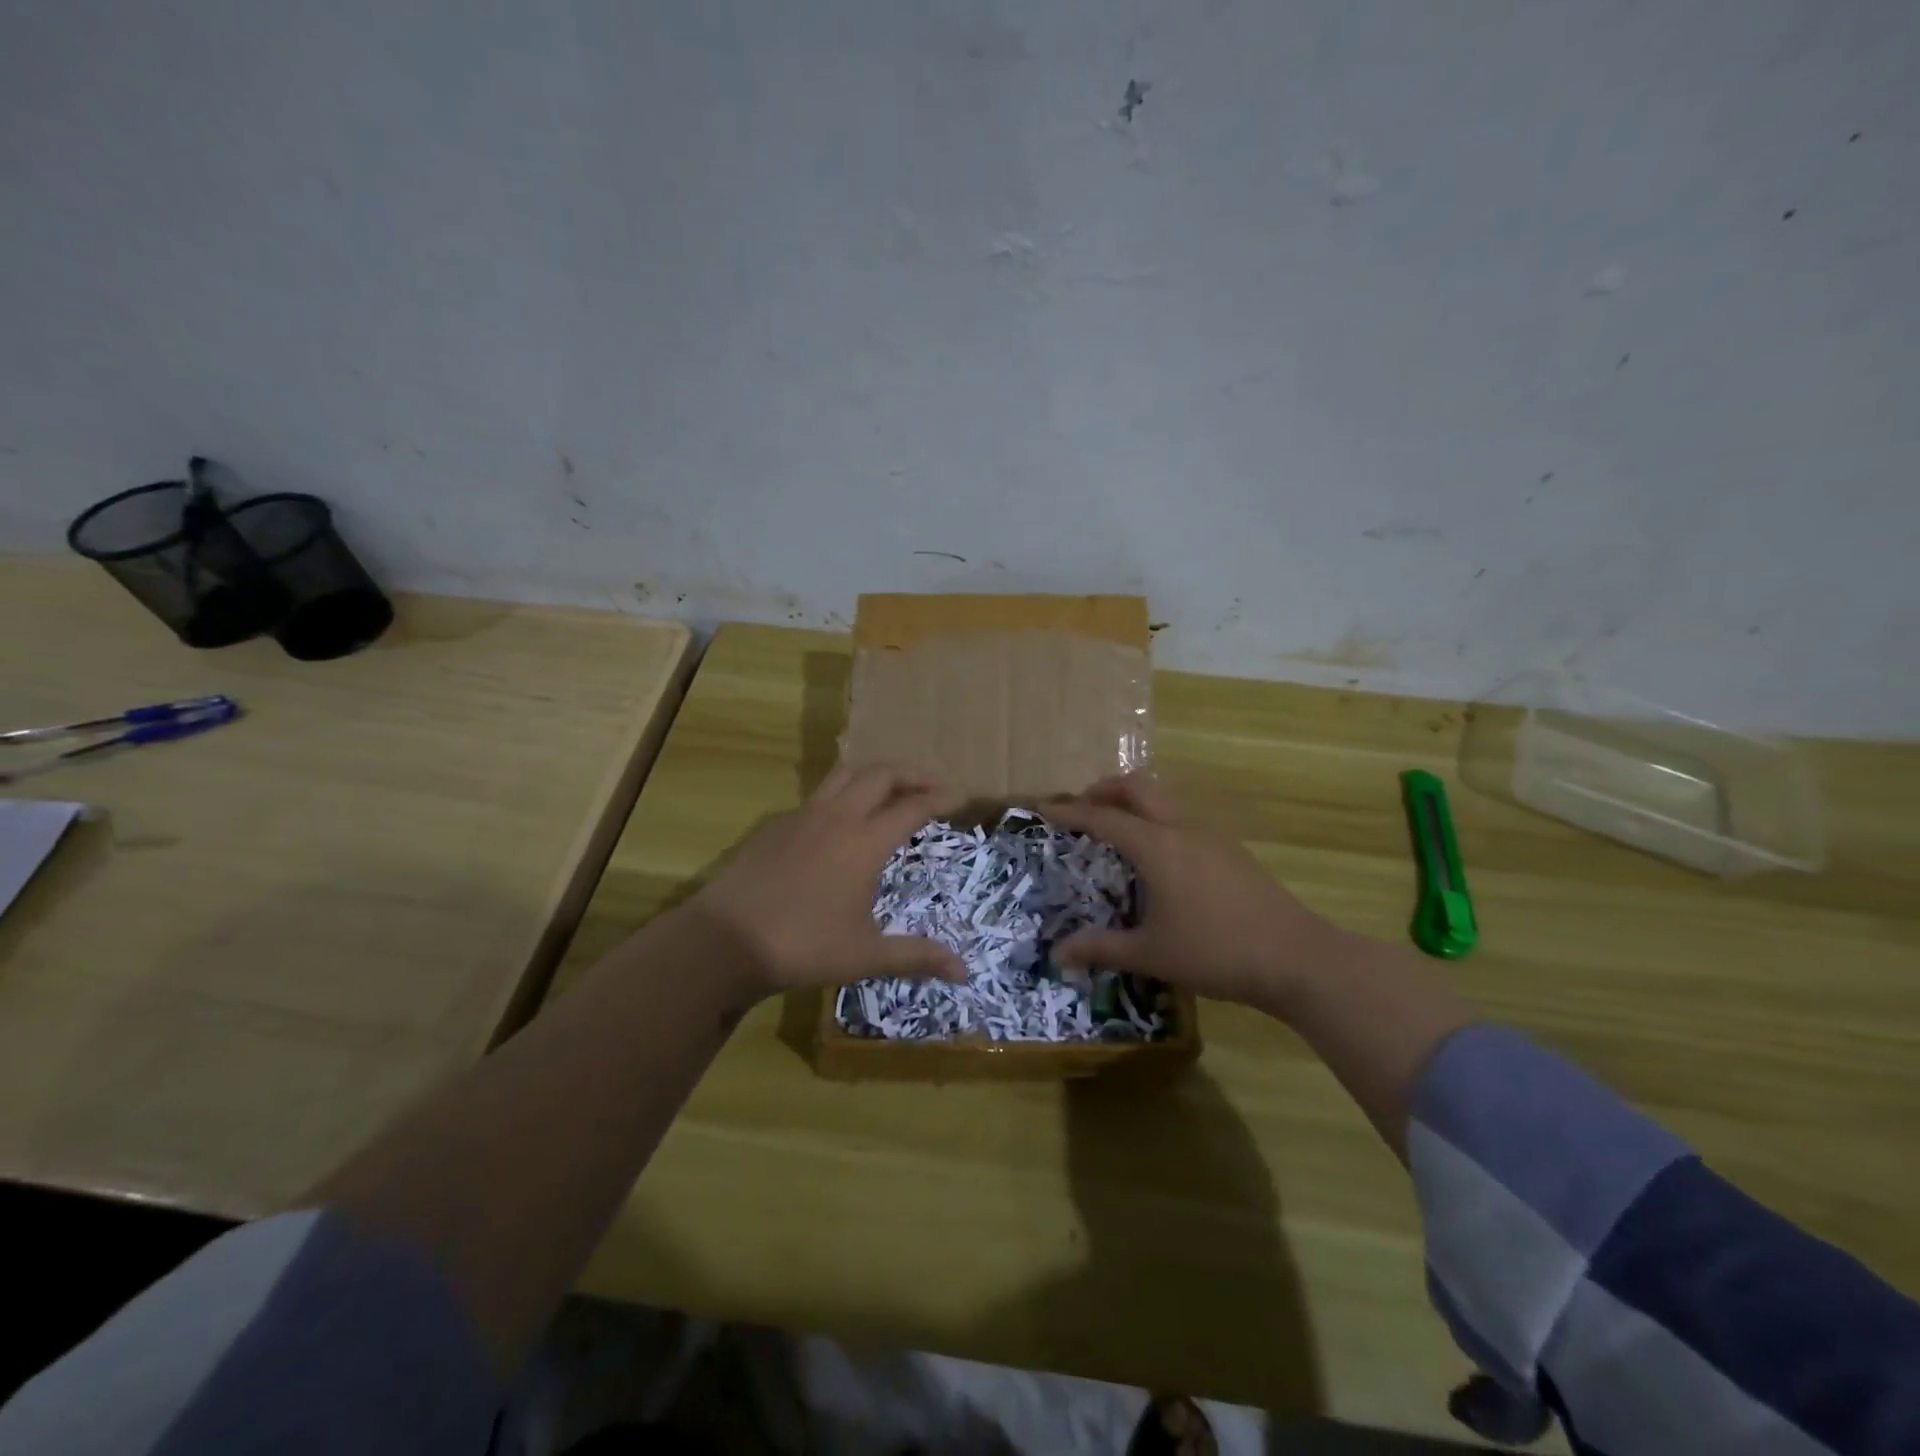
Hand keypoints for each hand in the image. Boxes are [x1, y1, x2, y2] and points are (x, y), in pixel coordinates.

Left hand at [683, 764, 968, 997]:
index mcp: (865, 842)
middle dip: (912, 774)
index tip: (962, 797)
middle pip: (882, 774)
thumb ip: (917, 956)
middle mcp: (838, 817)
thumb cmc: (802, 947)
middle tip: (932, 787)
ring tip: (891, 790)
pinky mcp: (777, 825)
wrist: (724, 941)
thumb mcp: (866, 956)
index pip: (913, 806)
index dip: (942, 797)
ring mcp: (803, 816)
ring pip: (846, 774)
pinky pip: (819, 795)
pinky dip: (843, 793)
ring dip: (875, 775)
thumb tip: (965, 972)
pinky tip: (842, 820)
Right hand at [1047, 771, 1341, 1011]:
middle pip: (1137, 786)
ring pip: (1164, 798)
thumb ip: (1101, 949)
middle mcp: (1181, 829)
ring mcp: (1211, 835)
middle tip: (1082, 810)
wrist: (1296, 957)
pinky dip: (1157, 819)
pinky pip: (1182, 817)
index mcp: (1156, 846)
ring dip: (1134, 802)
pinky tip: (1159, 857)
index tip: (1043, 808)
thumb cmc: (1215, 952)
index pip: (1102, 817)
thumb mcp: (1151, 954)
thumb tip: (1057, 956)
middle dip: (1104, 790)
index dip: (1069, 812)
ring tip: (1117, 830)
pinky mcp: (1231, 849)